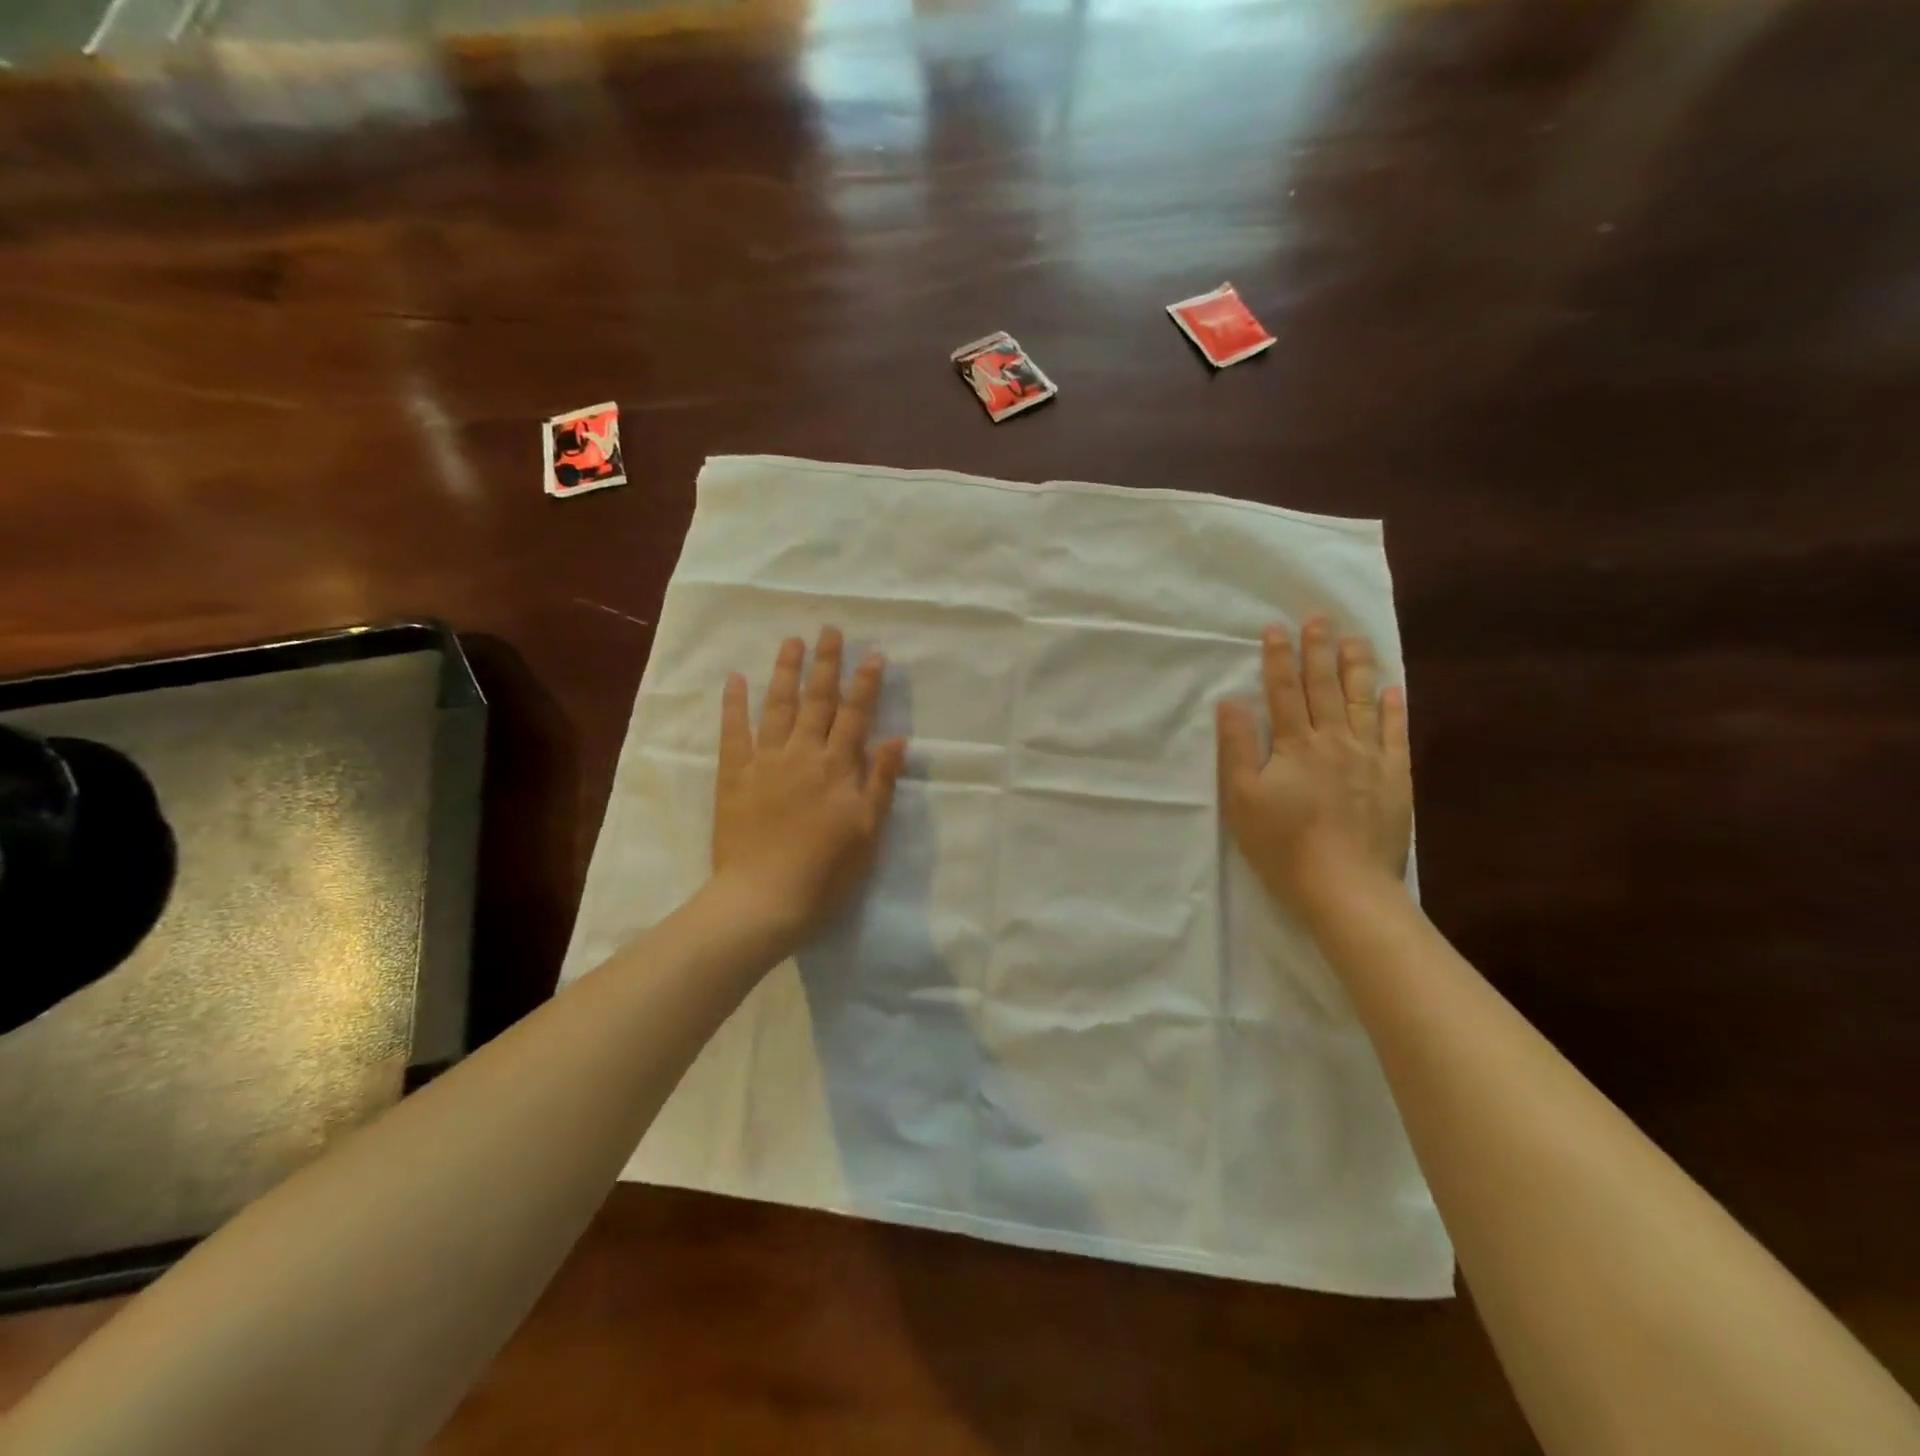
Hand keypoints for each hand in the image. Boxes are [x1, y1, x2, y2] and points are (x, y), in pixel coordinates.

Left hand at [711, 627, 907, 948]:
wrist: (764, 899)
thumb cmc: (826, 873)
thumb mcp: (867, 832)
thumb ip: (880, 783)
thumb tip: (895, 739)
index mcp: (837, 768)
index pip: (856, 716)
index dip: (866, 683)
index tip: (873, 653)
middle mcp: (802, 755)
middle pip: (817, 701)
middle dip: (825, 663)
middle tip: (828, 629)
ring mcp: (765, 762)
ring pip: (777, 707)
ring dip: (785, 672)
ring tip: (791, 641)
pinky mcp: (734, 776)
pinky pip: (733, 733)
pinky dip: (734, 704)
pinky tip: (736, 680)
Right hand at [1216, 618, 1411, 910]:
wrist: (1343, 884)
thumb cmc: (1282, 844)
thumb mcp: (1241, 797)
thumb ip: (1237, 746)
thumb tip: (1231, 700)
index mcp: (1294, 745)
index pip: (1283, 692)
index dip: (1278, 659)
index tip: (1276, 629)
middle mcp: (1334, 741)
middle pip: (1324, 688)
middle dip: (1318, 651)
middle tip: (1319, 619)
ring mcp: (1369, 758)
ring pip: (1361, 702)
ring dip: (1356, 668)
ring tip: (1355, 640)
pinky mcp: (1394, 778)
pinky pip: (1395, 735)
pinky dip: (1393, 709)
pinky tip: (1392, 690)